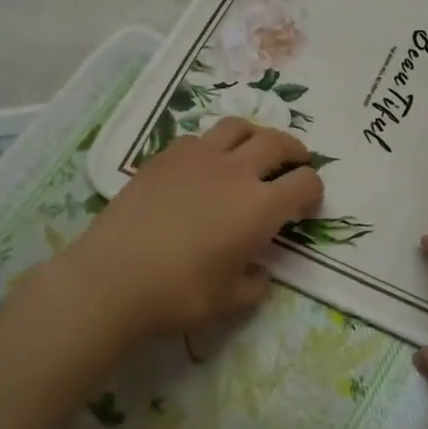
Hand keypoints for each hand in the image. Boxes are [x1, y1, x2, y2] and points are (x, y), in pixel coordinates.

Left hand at [55, 117, 322, 342]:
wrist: (113, 278)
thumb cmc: (178, 294)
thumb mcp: (230, 301)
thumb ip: (255, 284)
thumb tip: (259, 271)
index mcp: (260, 207)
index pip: (305, 182)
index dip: (314, 191)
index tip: (307, 204)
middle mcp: (235, 171)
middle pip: (277, 142)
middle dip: (295, 151)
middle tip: (296, 162)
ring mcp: (198, 157)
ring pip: (238, 127)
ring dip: (256, 136)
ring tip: (254, 150)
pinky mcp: (165, 156)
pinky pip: (199, 138)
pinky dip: (213, 145)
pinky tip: (205, 164)